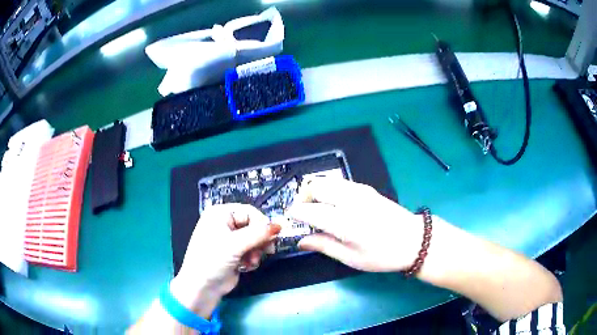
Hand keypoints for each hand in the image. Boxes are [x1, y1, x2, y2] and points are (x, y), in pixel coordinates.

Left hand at [171, 204, 280, 317]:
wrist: (202, 287)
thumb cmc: (213, 260)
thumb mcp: (235, 244)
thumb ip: (259, 234)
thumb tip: (279, 226)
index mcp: (220, 214)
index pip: (249, 212)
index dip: (262, 224)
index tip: (271, 237)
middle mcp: (225, 224)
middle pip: (253, 226)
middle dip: (259, 240)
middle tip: (267, 251)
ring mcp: (229, 240)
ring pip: (255, 240)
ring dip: (256, 251)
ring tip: (251, 261)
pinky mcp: (234, 253)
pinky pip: (251, 251)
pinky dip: (252, 258)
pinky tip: (246, 266)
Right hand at [289, 179, 423, 271]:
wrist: (414, 240)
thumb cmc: (382, 255)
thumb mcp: (351, 257)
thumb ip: (323, 246)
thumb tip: (301, 241)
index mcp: (343, 220)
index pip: (308, 209)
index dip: (294, 213)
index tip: (290, 219)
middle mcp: (348, 199)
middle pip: (315, 186)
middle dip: (303, 197)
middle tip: (303, 213)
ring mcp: (359, 190)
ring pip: (327, 180)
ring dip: (315, 191)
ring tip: (316, 209)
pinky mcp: (366, 188)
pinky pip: (339, 183)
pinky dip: (329, 189)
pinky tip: (333, 205)